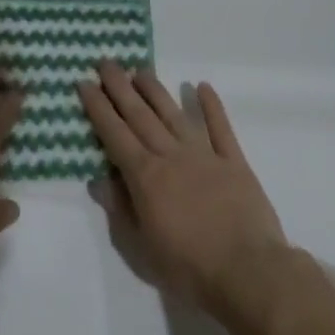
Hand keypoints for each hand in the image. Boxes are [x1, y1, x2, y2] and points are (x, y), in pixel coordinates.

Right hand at [79, 61, 288, 316]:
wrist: (249, 273)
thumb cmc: (190, 269)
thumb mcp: (143, 249)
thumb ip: (120, 210)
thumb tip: (97, 179)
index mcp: (146, 177)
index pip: (114, 134)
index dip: (98, 108)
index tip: (85, 82)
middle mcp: (170, 156)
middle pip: (140, 115)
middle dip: (120, 87)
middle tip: (106, 61)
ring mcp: (204, 155)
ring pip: (174, 114)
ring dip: (156, 90)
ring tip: (141, 69)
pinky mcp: (234, 162)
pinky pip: (220, 128)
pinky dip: (211, 106)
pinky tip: (202, 86)